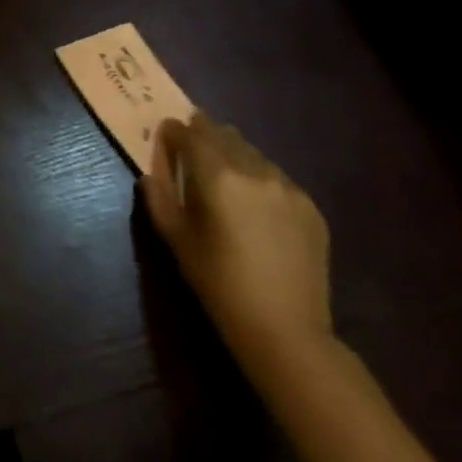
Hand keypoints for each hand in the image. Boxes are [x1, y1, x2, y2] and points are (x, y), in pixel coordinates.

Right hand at [139, 114, 332, 371]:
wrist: (286, 331)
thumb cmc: (219, 284)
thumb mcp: (176, 239)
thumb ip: (159, 195)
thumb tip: (151, 169)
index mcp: (218, 176)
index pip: (190, 133)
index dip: (173, 131)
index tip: (165, 135)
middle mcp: (255, 170)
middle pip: (223, 134)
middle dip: (203, 136)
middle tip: (191, 151)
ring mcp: (288, 187)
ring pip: (252, 153)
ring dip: (233, 155)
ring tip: (224, 179)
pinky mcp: (310, 206)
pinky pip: (276, 178)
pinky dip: (259, 180)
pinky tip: (255, 208)